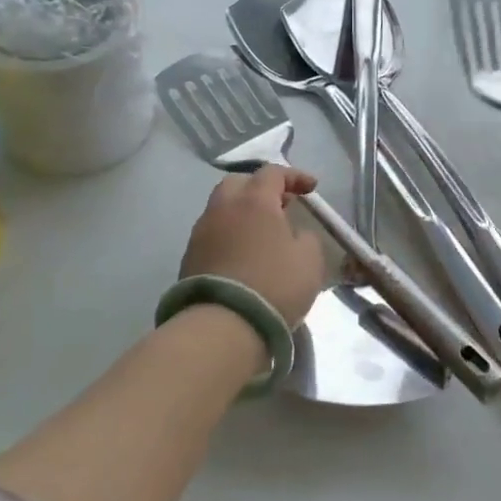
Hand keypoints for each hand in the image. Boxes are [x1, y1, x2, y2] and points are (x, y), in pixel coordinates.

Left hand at [180, 166, 328, 328]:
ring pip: (221, 210)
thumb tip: (293, 234)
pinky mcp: (188, 259)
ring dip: (242, 215)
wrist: (221, 326)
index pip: (273, 173)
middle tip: (280, 206)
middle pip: (238, 184)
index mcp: (254, 200)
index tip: (311, 188)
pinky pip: (213, 235)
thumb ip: (305, 237)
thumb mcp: (309, 259)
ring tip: (261, 234)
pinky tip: (242, 256)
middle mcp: (223, 208)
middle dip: (260, 189)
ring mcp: (201, 233)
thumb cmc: (273, 285)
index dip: (294, 176)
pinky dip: (229, 237)